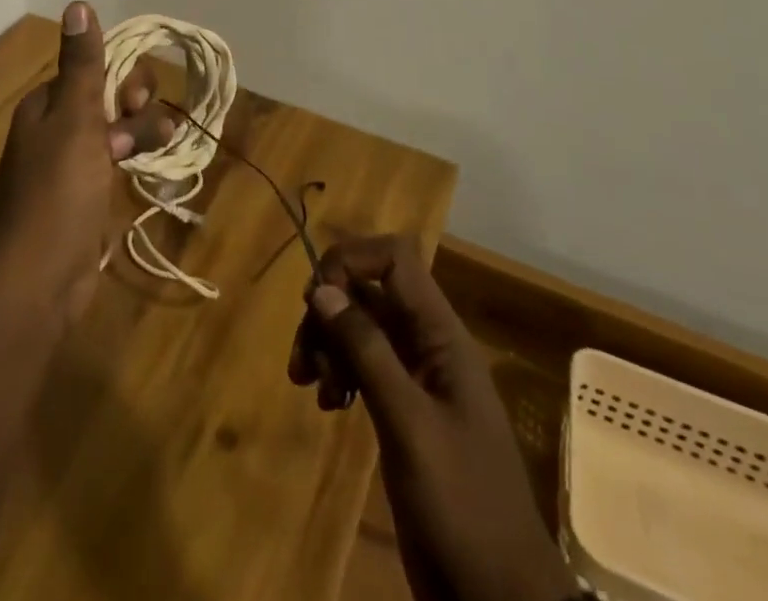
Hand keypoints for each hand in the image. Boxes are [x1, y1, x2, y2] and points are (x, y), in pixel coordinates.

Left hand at [0, 2, 174, 322]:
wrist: (36, 281)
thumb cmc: (56, 193)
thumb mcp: (73, 120)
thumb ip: (82, 64)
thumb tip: (77, 3)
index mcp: (48, 104)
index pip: (94, 69)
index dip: (121, 79)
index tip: (131, 103)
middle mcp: (58, 127)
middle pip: (109, 97)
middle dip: (134, 108)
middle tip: (136, 134)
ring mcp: (72, 164)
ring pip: (118, 129)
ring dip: (141, 133)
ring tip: (152, 153)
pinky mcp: (87, 195)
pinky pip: (117, 162)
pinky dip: (135, 160)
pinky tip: (152, 169)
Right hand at [290, 235, 577, 600]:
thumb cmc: (463, 508)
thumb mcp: (410, 426)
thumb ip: (367, 351)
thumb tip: (321, 288)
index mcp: (442, 337)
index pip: (395, 259)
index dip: (352, 260)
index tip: (316, 298)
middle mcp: (429, 345)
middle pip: (369, 292)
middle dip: (330, 312)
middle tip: (304, 358)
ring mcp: (417, 378)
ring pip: (360, 327)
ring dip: (328, 344)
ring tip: (310, 386)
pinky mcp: (404, 409)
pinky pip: (363, 365)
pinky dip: (339, 373)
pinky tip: (328, 405)